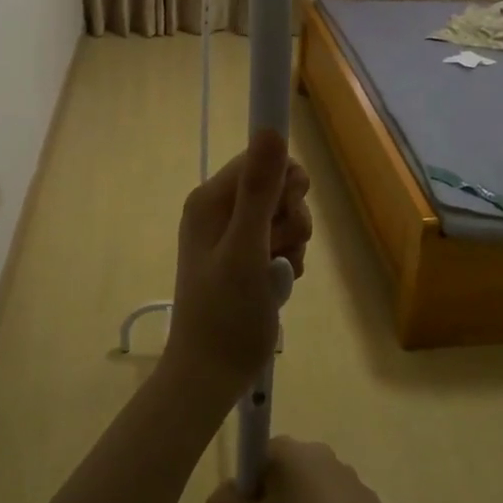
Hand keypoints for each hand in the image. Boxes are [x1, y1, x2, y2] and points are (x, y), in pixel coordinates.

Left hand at [166, 129, 312, 391]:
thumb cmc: (227, 313)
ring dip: (291, 243)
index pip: (260, 159)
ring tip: (276, 274)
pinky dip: (286, 260)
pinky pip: (279, 242)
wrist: (212, 372)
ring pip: (283, 217)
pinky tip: (279, 284)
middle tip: (278, 250)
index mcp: (210, 200)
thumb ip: (260, 190)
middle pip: (276, 187)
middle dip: (291, 218)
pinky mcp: (244, 258)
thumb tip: (270, 129)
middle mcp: (218, 210)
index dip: (284, 182)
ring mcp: (231, 235)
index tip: (289, 211)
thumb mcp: (246, 249)